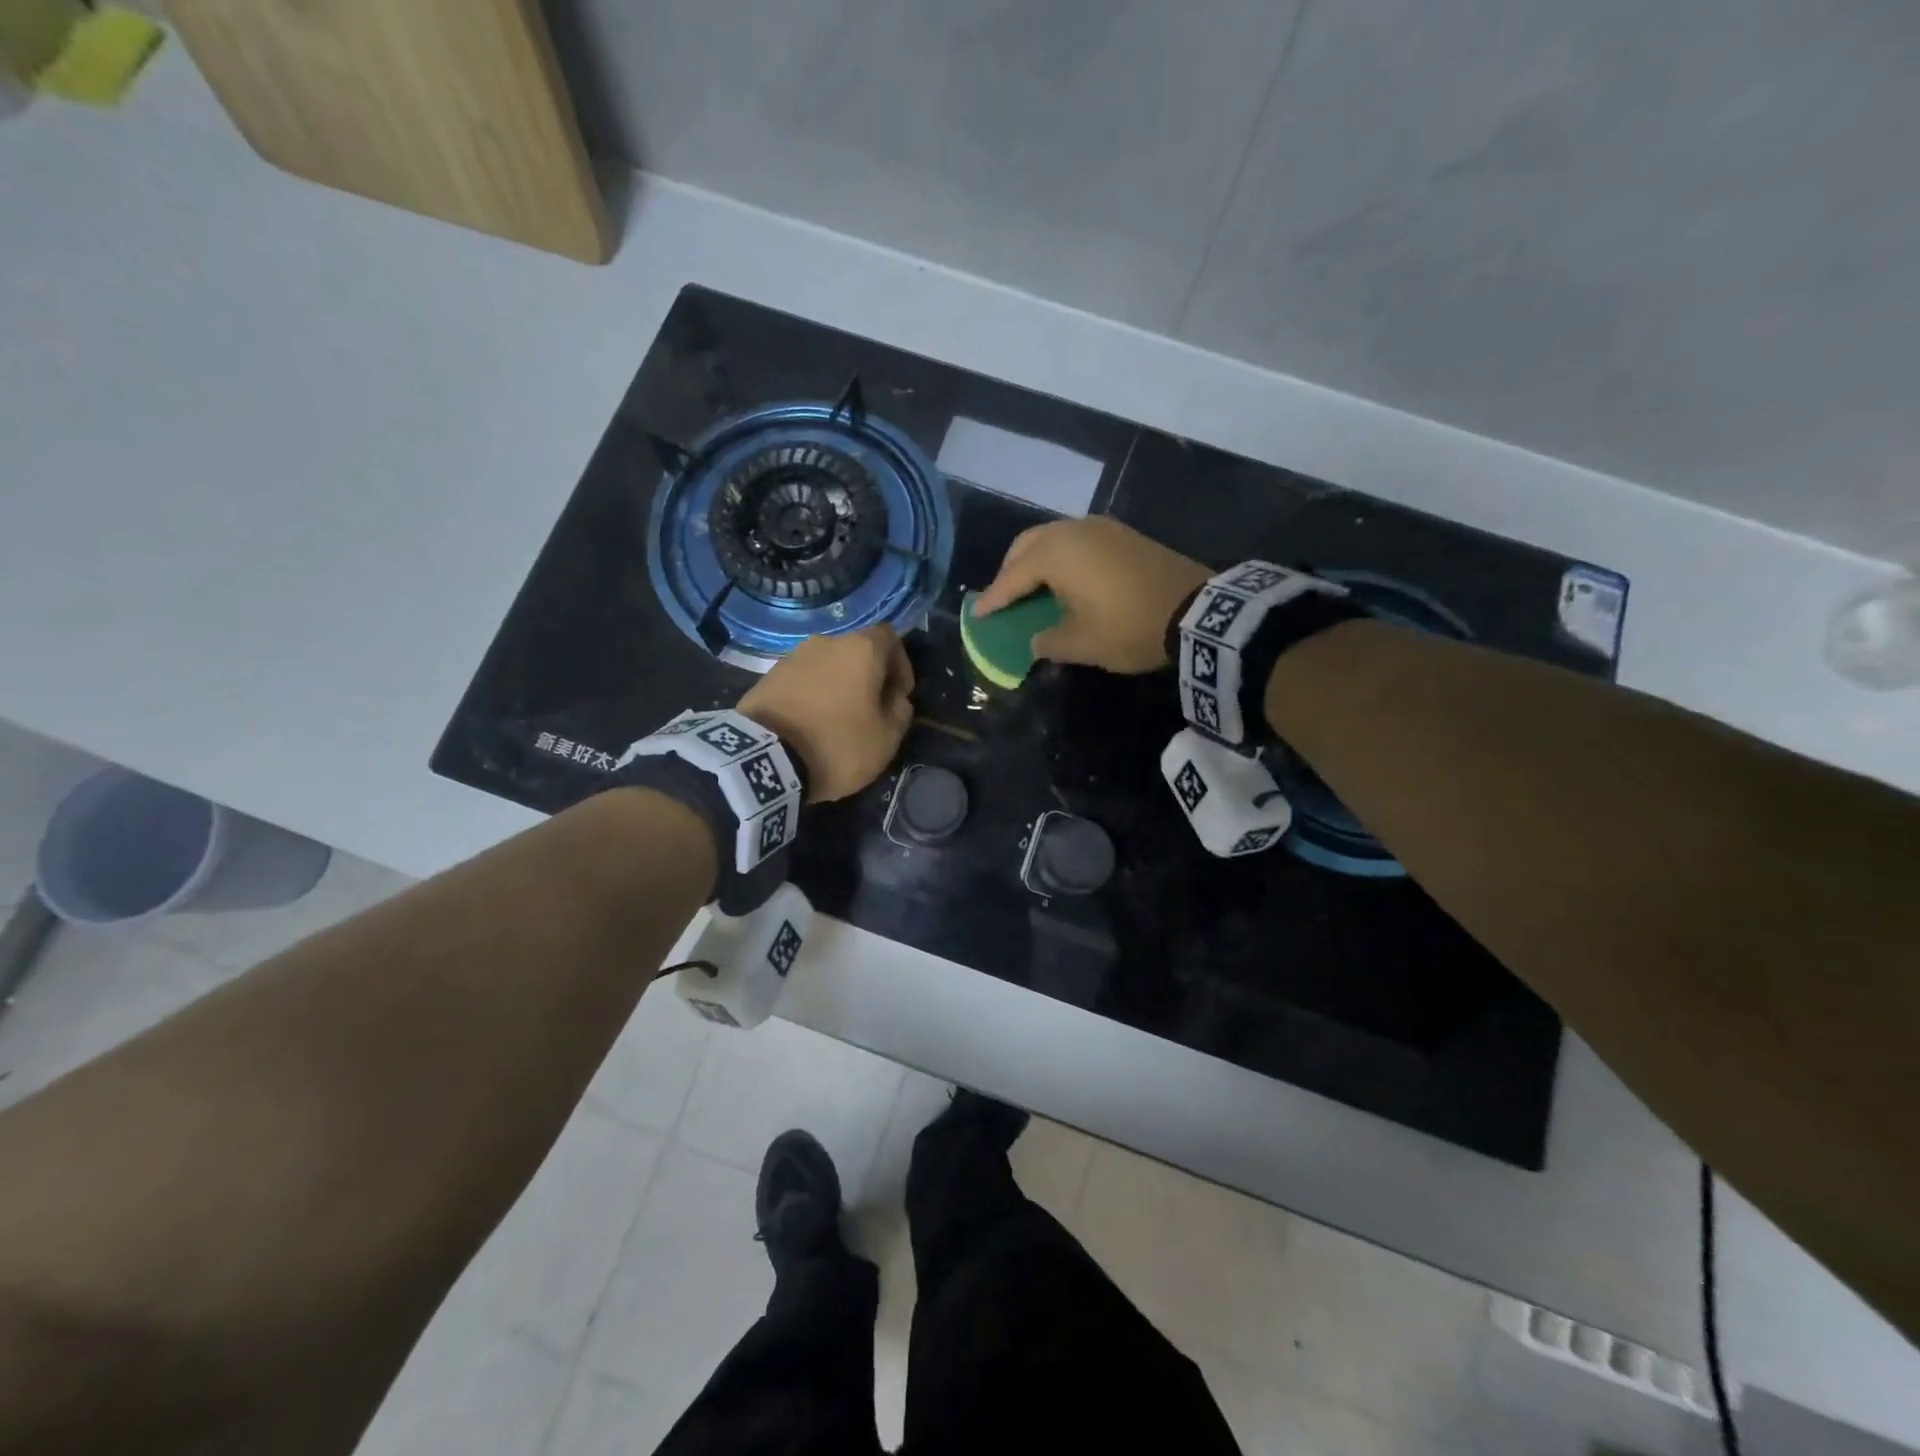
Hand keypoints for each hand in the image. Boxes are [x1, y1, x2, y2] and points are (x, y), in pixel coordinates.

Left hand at [738, 626, 914, 800]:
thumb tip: (896, 699)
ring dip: (838, 686)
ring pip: (827, 665)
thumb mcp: (886, 739)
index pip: (890, 638)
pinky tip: (811, 724)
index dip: (901, 664)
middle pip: (857, 651)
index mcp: (861, 649)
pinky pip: (802, 680)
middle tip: (871, 710)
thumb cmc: (838, 744)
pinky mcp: (768, 676)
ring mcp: (792, 657)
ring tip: (838, 720)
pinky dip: (813, 694)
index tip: (899, 695)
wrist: (765, 758)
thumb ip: (900, 712)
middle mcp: (826, 642)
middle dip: (868, 677)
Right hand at [971, 517, 1210, 673]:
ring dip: (1036, 561)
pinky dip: (1062, 558)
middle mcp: (1073, 531)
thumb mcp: (1081, 644)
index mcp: (1056, 554)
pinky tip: (1065, 580)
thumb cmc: (1128, 627)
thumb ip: (1048, 641)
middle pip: (1028, 545)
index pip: (1012, 577)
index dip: (993, 598)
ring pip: (1054, 538)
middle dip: (1010, 570)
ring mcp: (1102, 528)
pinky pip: (1078, 541)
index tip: (978, 614)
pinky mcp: (1123, 534)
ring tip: (1031, 589)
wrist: (1196, 612)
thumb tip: (1037, 640)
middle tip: (1003, 597)